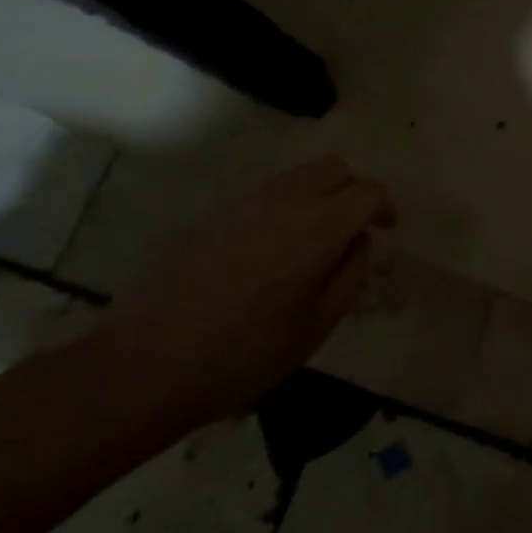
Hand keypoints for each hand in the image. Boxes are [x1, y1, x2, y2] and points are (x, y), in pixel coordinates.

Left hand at [93, 158, 393, 433]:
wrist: (144, 363)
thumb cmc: (244, 353)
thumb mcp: (316, 325)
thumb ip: (350, 275)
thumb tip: (358, 243)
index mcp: (319, 225)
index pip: (368, 191)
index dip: (385, 206)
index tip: (388, 227)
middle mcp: (285, 200)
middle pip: (334, 168)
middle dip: (354, 190)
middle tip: (355, 228)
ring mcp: (244, 203)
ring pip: (298, 176)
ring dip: (319, 195)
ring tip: (315, 240)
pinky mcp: (212, 215)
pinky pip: (265, 194)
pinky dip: (286, 206)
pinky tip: (273, 250)